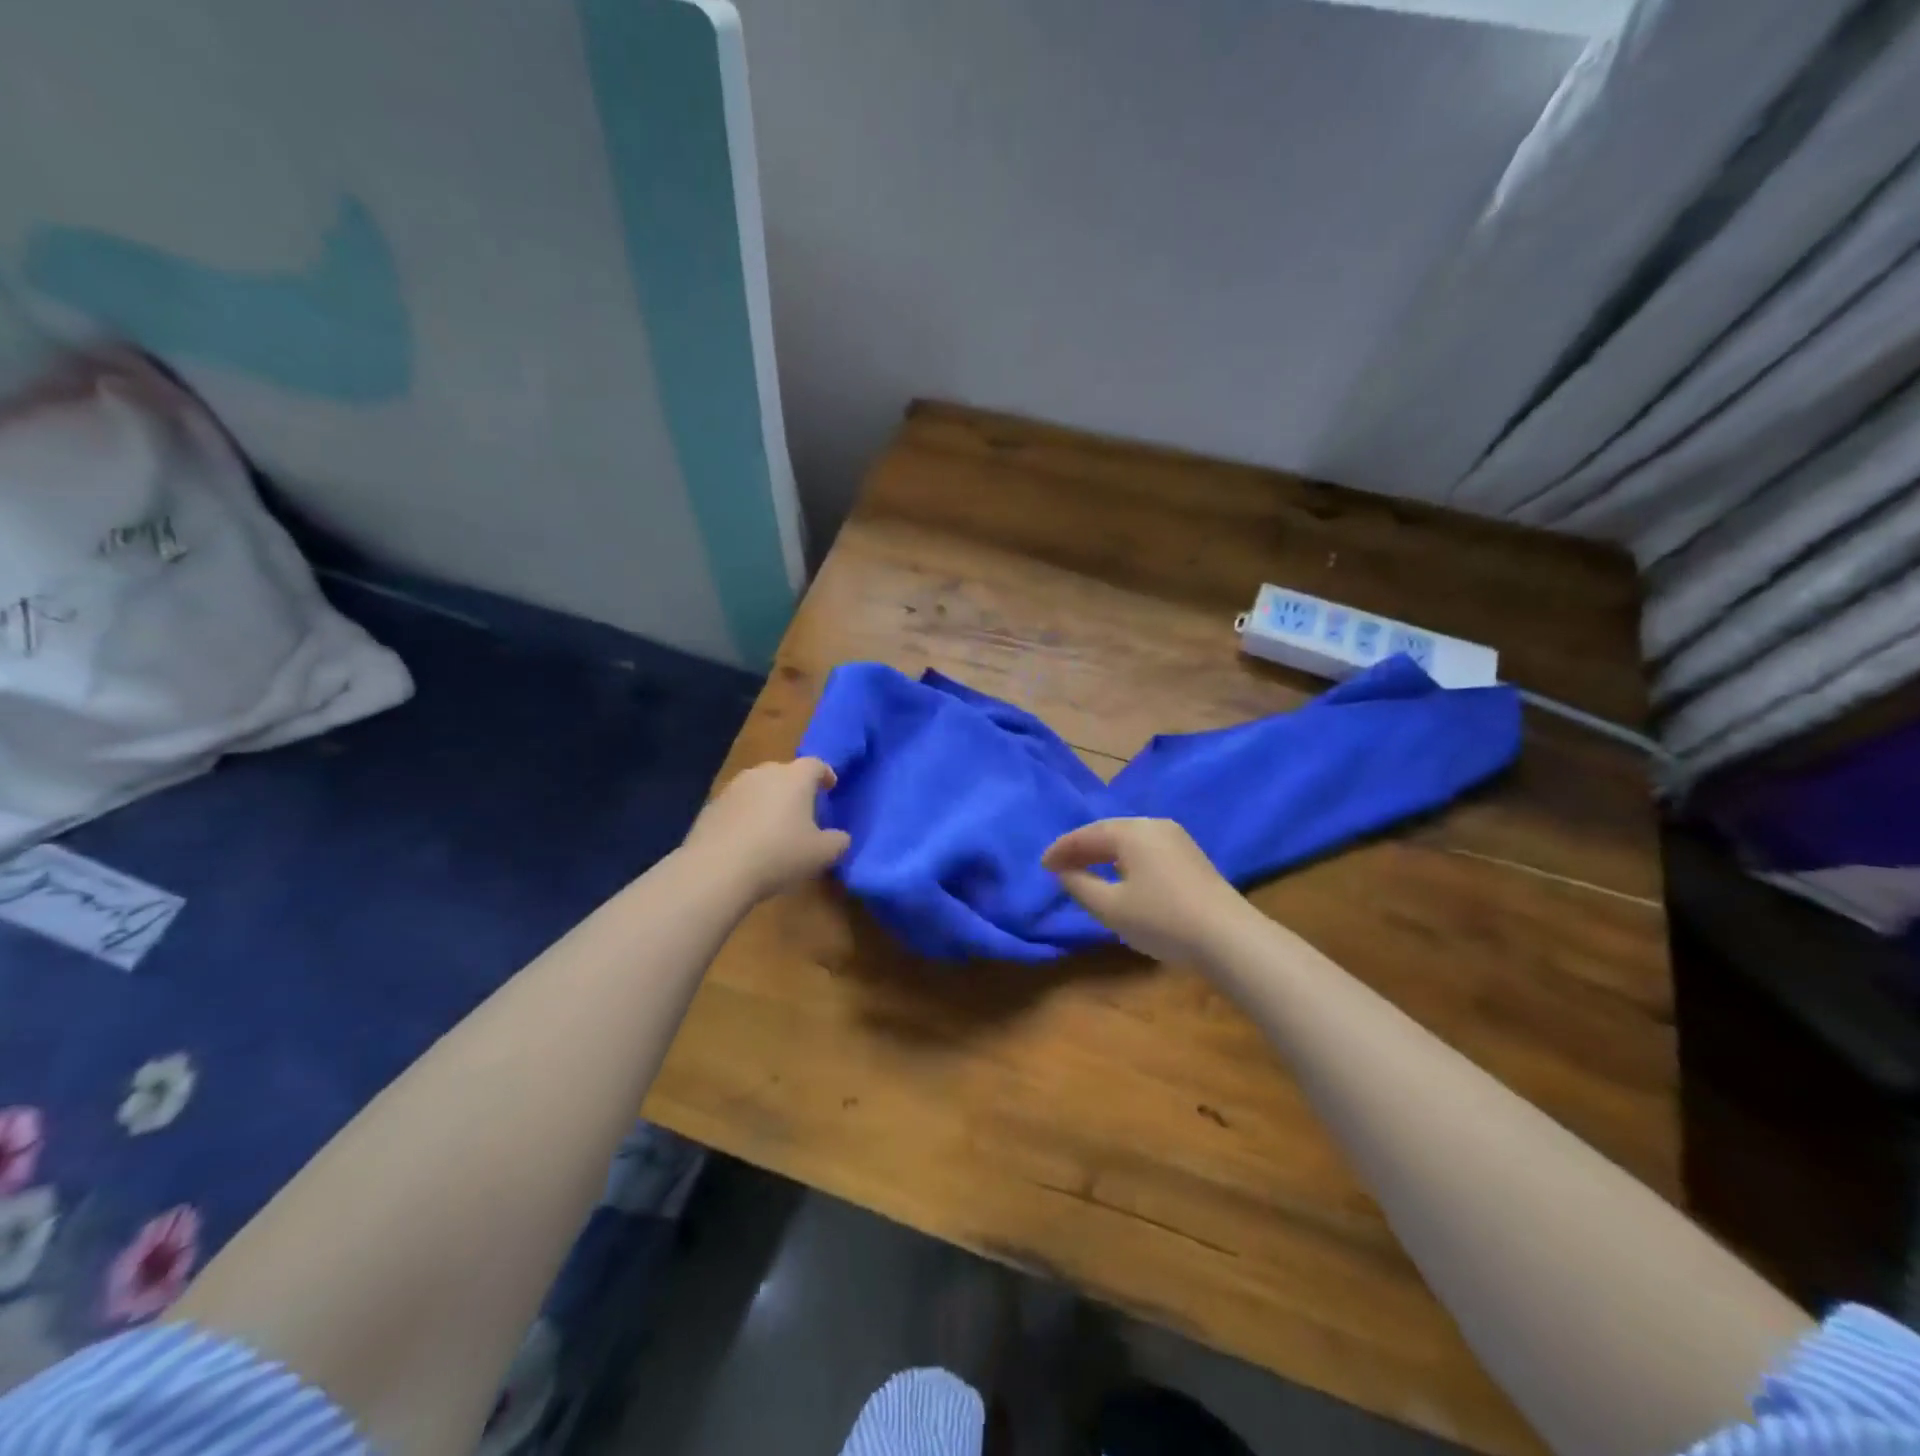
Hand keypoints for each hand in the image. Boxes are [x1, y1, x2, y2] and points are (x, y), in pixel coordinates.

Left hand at [683, 758, 850, 902]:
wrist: (717, 869)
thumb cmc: (779, 854)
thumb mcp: (822, 854)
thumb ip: (838, 842)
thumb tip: (841, 838)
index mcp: (795, 778)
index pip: (816, 765)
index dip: (825, 775)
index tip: (830, 787)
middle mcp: (764, 773)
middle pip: (785, 772)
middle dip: (796, 788)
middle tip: (803, 810)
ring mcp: (734, 787)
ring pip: (759, 787)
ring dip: (769, 801)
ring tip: (774, 826)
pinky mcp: (711, 806)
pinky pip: (738, 805)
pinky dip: (746, 816)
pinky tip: (748, 840)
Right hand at [1042, 818, 1252, 964]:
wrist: (1229, 938)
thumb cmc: (1162, 919)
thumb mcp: (1110, 907)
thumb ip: (1080, 885)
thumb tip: (1065, 872)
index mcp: (1131, 831)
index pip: (1086, 835)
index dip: (1061, 850)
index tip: (1042, 866)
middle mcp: (1153, 825)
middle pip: (1108, 832)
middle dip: (1082, 848)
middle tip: (1059, 866)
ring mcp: (1177, 839)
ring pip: (1129, 840)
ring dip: (1104, 853)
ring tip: (1085, 869)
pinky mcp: (1191, 856)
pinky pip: (1146, 849)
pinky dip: (1125, 859)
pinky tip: (1120, 875)